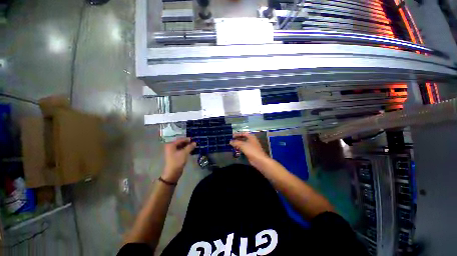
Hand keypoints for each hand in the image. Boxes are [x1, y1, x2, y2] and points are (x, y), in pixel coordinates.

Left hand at [162, 138, 195, 182]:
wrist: (173, 172)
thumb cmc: (177, 161)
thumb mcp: (185, 153)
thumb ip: (190, 147)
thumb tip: (195, 142)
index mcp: (171, 145)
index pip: (180, 139)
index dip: (187, 139)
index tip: (194, 139)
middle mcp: (170, 147)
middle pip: (180, 143)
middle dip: (187, 142)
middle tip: (194, 142)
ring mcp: (172, 152)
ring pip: (181, 147)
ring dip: (187, 146)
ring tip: (194, 146)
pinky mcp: (175, 156)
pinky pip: (181, 150)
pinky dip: (185, 150)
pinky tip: (191, 150)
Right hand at [230, 133, 269, 167]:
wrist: (259, 160)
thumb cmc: (251, 150)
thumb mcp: (243, 145)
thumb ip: (236, 142)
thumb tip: (230, 142)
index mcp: (251, 136)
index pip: (243, 133)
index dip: (237, 134)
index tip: (232, 136)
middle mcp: (251, 140)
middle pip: (243, 138)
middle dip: (237, 139)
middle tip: (231, 140)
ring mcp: (251, 146)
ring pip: (243, 143)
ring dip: (238, 143)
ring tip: (232, 144)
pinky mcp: (250, 151)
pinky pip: (244, 148)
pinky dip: (240, 148)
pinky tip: (236, 149)